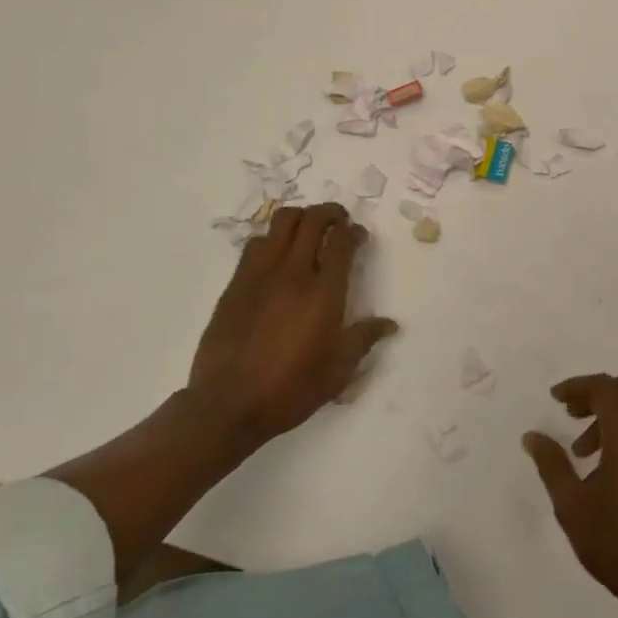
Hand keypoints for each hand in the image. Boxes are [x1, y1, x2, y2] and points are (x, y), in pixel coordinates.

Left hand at [186, 203, 397, 461]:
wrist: (227, 405)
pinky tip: (277, 254)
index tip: (359, 236)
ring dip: (300, 218)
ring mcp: (260, 275)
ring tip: (308, 230)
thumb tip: (389, 324)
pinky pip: (255, 244)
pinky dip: (272, 238)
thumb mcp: (337, 371)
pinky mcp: (235, 284)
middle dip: (330, 213)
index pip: (341, 242)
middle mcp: (293, 273)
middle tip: (338, 221)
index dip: (354, 231)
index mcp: (323, 293)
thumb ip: (364, 340)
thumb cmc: (290, 389)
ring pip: (281, 223)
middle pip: (312, 221)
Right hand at [523, 371, 617, 616]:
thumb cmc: (616, 545)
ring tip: (587, 454)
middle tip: (573, 416)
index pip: (606, 388)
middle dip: (599, 393)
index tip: (556, 399)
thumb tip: (532, 436)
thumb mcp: (571, 506)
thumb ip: (551, 464)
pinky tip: (615, 470)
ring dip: (615, 416)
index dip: (578, 386)